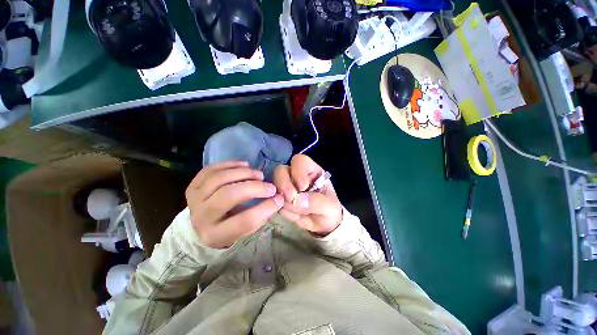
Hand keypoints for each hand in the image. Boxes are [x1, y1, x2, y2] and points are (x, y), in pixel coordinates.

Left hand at [185, 161, 283, 248]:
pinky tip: (245, 165)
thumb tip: (277, 198)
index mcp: (216, 234)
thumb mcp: (243, 231)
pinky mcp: (193, 185)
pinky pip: (211, 169)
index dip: (265, 208)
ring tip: (259, 174)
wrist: (201, 225)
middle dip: (254, 187)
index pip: (244, 220)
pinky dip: (230, 164)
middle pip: (228, 195)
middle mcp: (202, 216)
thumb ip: (259, 216)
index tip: (279, 198)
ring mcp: (194, 199)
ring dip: (243, 173)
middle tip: (270, 186)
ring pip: (219, 179)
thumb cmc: (227, 228)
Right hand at [273, 155, 342, 235]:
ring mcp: (286, 188)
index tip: (303, 187)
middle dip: (284, 184)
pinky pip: (275, 204)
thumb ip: (316, 201)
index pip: (300, 161)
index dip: (298, 171)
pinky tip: (296, 216)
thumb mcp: (330, 206)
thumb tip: (297, 200)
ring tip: (299, 212)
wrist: (324, 226)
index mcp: (311, 171)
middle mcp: (296, 176)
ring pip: (274, 186)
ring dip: (284, 201)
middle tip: (291, 198)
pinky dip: (285, 211)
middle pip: (281, 170)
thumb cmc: (330, 210)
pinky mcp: (281, 201)